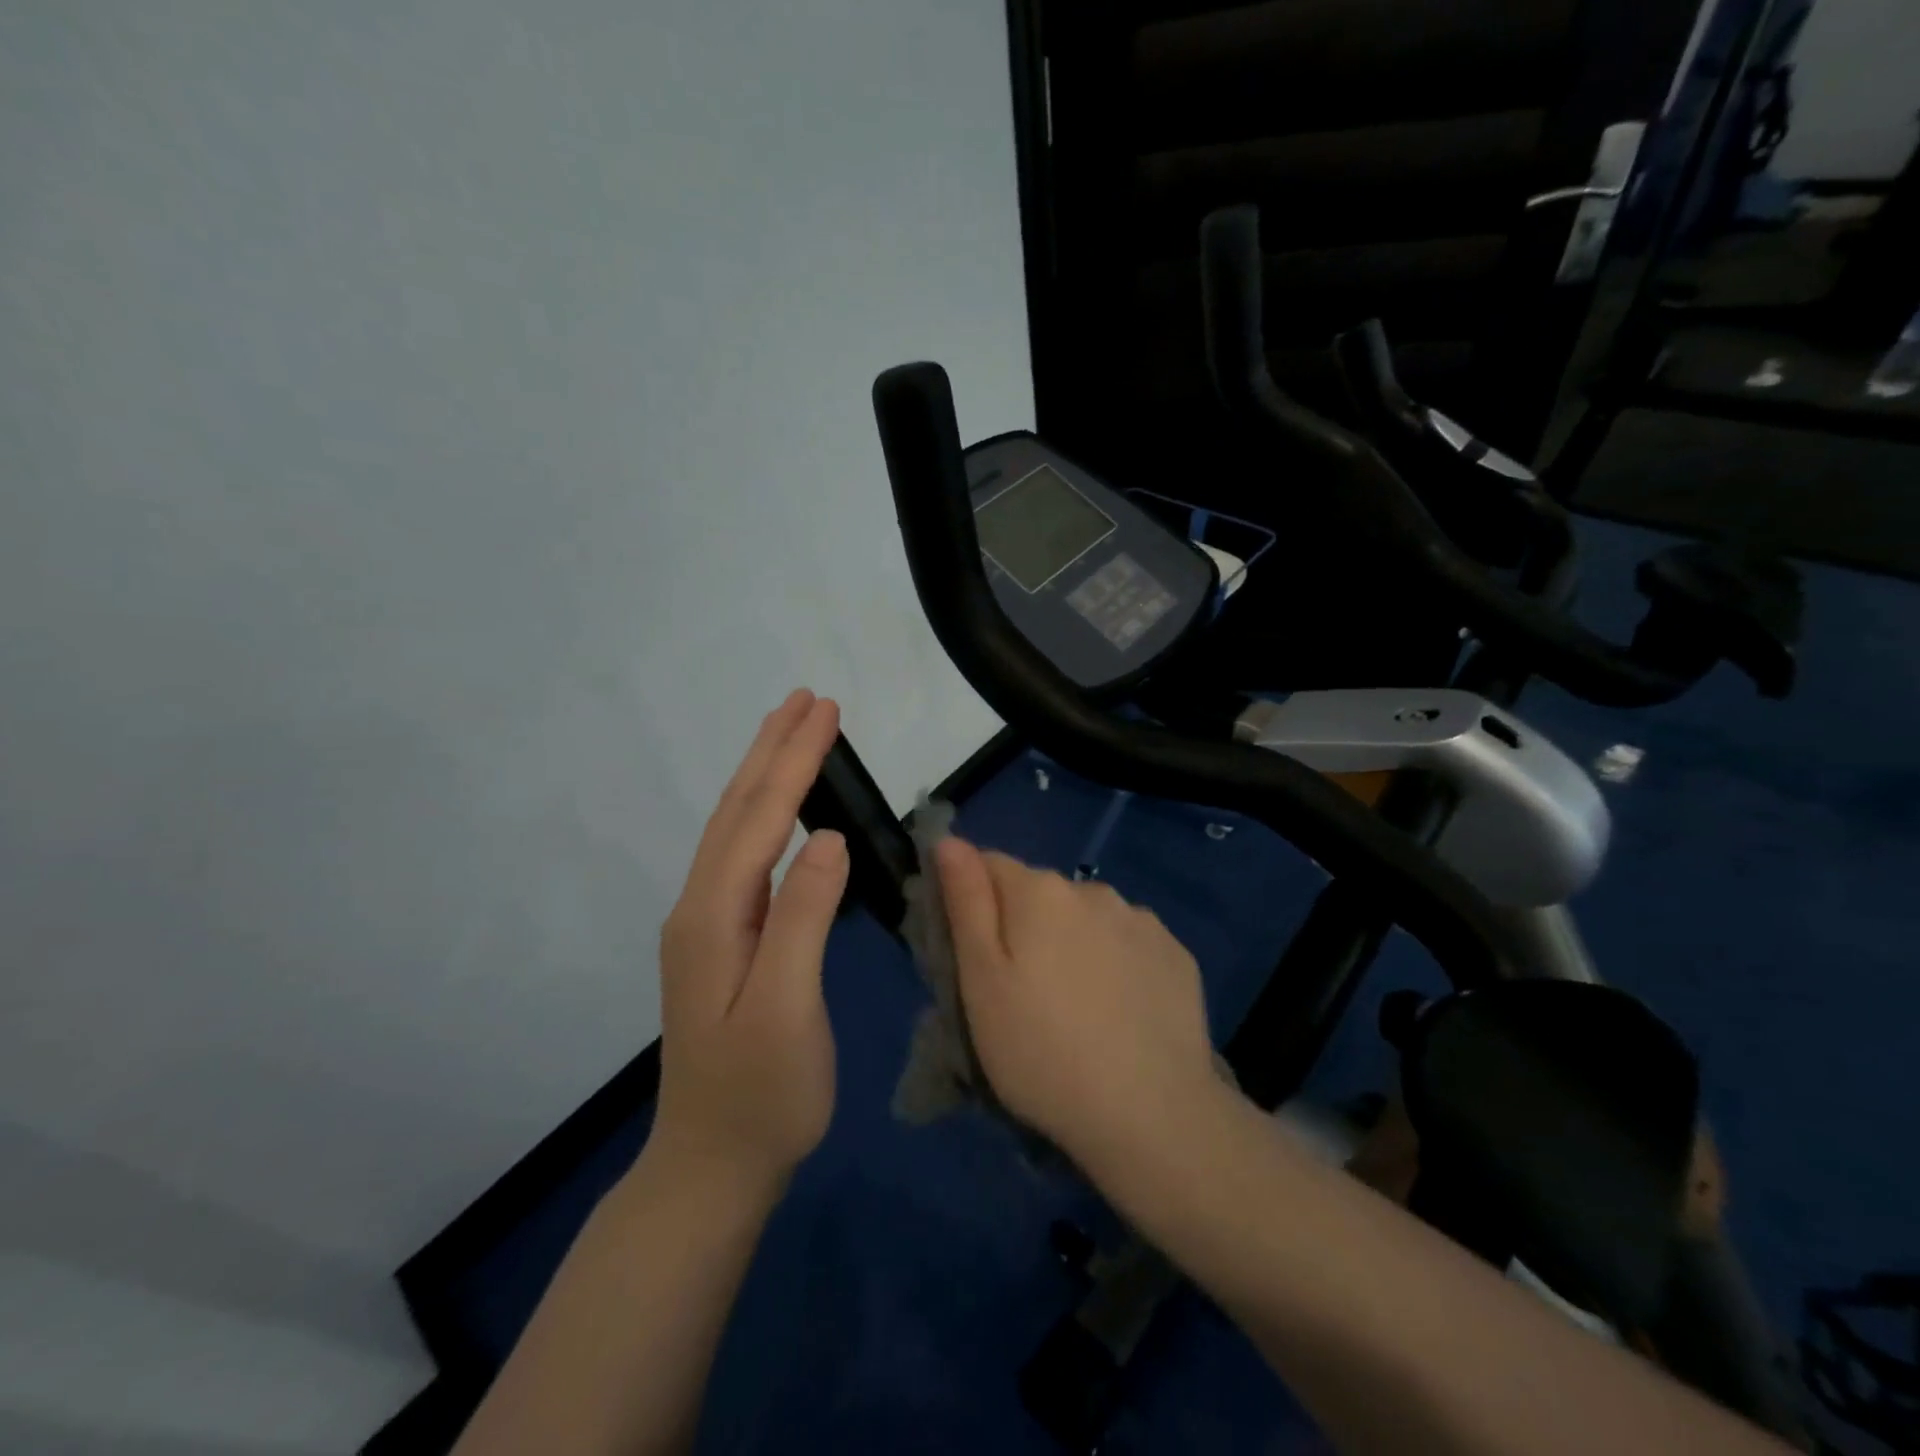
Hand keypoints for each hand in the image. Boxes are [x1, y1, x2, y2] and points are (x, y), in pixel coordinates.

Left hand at [650, 689, 849, 1192]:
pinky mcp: (721, 940)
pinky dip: (764, 815)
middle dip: (773, 750)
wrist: (712, 1165)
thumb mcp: (788, 1009)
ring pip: (735, 830)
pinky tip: (780, 810)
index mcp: (714, 916)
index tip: (823, 710)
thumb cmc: (761, 1094)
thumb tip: (825, 838)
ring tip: (793, 733)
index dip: (792, 761)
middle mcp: (700, 907)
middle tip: (805, 700)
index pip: (759, 819)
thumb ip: (802, 918)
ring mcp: (706, 924)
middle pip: (737, 811)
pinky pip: (743, 856)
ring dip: (765, 775)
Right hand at [935, 838, 1219, 1173]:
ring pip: (1086, 918)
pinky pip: (1129, 943)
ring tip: (1076, 1007)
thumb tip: (949, 841)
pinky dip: (1117, 963)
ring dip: (1073, 942)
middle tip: (1022, 992)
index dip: (972, 901)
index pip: (988, 865)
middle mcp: (1092, 890)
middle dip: (1024, 925)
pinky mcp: (1175, 954)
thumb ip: (966, 902)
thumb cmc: (1042, 1052)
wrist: (1152, 1115)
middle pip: (1040, 893)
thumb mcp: (982, 982)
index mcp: (1039, 892)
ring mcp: (1141, 920)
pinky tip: (1120, 1012)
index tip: (972, 953)